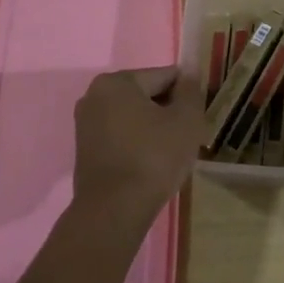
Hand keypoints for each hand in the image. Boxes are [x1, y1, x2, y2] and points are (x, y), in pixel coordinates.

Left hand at [73, 67, 204, 229]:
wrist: (115, 210)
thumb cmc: (154, 157)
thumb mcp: (186, 120)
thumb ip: (191, 91)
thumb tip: (190, 72)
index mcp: (117, 82)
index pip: (165, 77)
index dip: (187, 95)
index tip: (198, 117)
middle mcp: (95, 96)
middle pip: (147, 95)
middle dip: (169, 111)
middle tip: (188, 137)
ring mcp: (86, 124)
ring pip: (134, 117)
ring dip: (155, 128)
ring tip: (172, 153)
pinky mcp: (85, 149)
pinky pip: (121, 135)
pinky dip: (138, 143)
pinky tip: (153, 163)